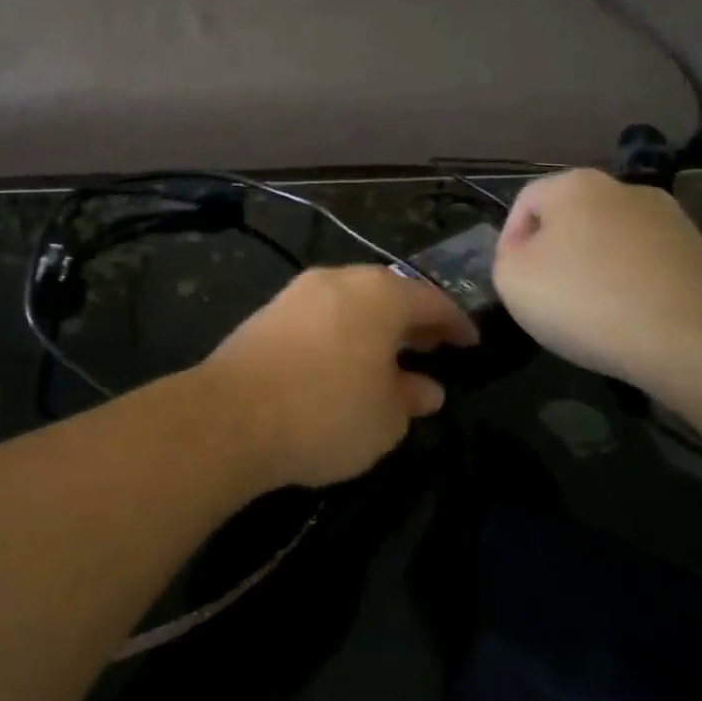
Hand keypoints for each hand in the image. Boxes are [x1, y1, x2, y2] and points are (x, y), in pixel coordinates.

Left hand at [200, 267, 477, 489]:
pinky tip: (341, 362)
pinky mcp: (266, 313)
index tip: (471, 343)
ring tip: (388, 358)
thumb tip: (425, 387)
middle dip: (411, 319)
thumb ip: (411, 397)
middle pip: (386, 292)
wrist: (230, 415)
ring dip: (373, 325)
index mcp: (378, 294)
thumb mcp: (386, 419)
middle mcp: (336, 281)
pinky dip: (340, 331)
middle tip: (432, 347)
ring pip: (348, 301)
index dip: (454, 322)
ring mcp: (296, 293)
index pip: (429, 299)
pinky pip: (319, 315)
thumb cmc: (326, 413)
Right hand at [493, 169, 701, 389]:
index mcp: (575, 184)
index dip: (509, 242)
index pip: (525, 203)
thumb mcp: (511, 279)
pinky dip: (632, 287)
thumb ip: (506, 257)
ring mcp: (672, 220)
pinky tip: (630, 320)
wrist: (699, 343)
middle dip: (555, 253)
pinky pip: (647, 265)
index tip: (513, 281)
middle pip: (571, 219)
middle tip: (547, 296)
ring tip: (591, 314)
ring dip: (595, 270)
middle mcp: (625, 188)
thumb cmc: (587, 300)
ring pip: (611, 242)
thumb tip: (529, 254)